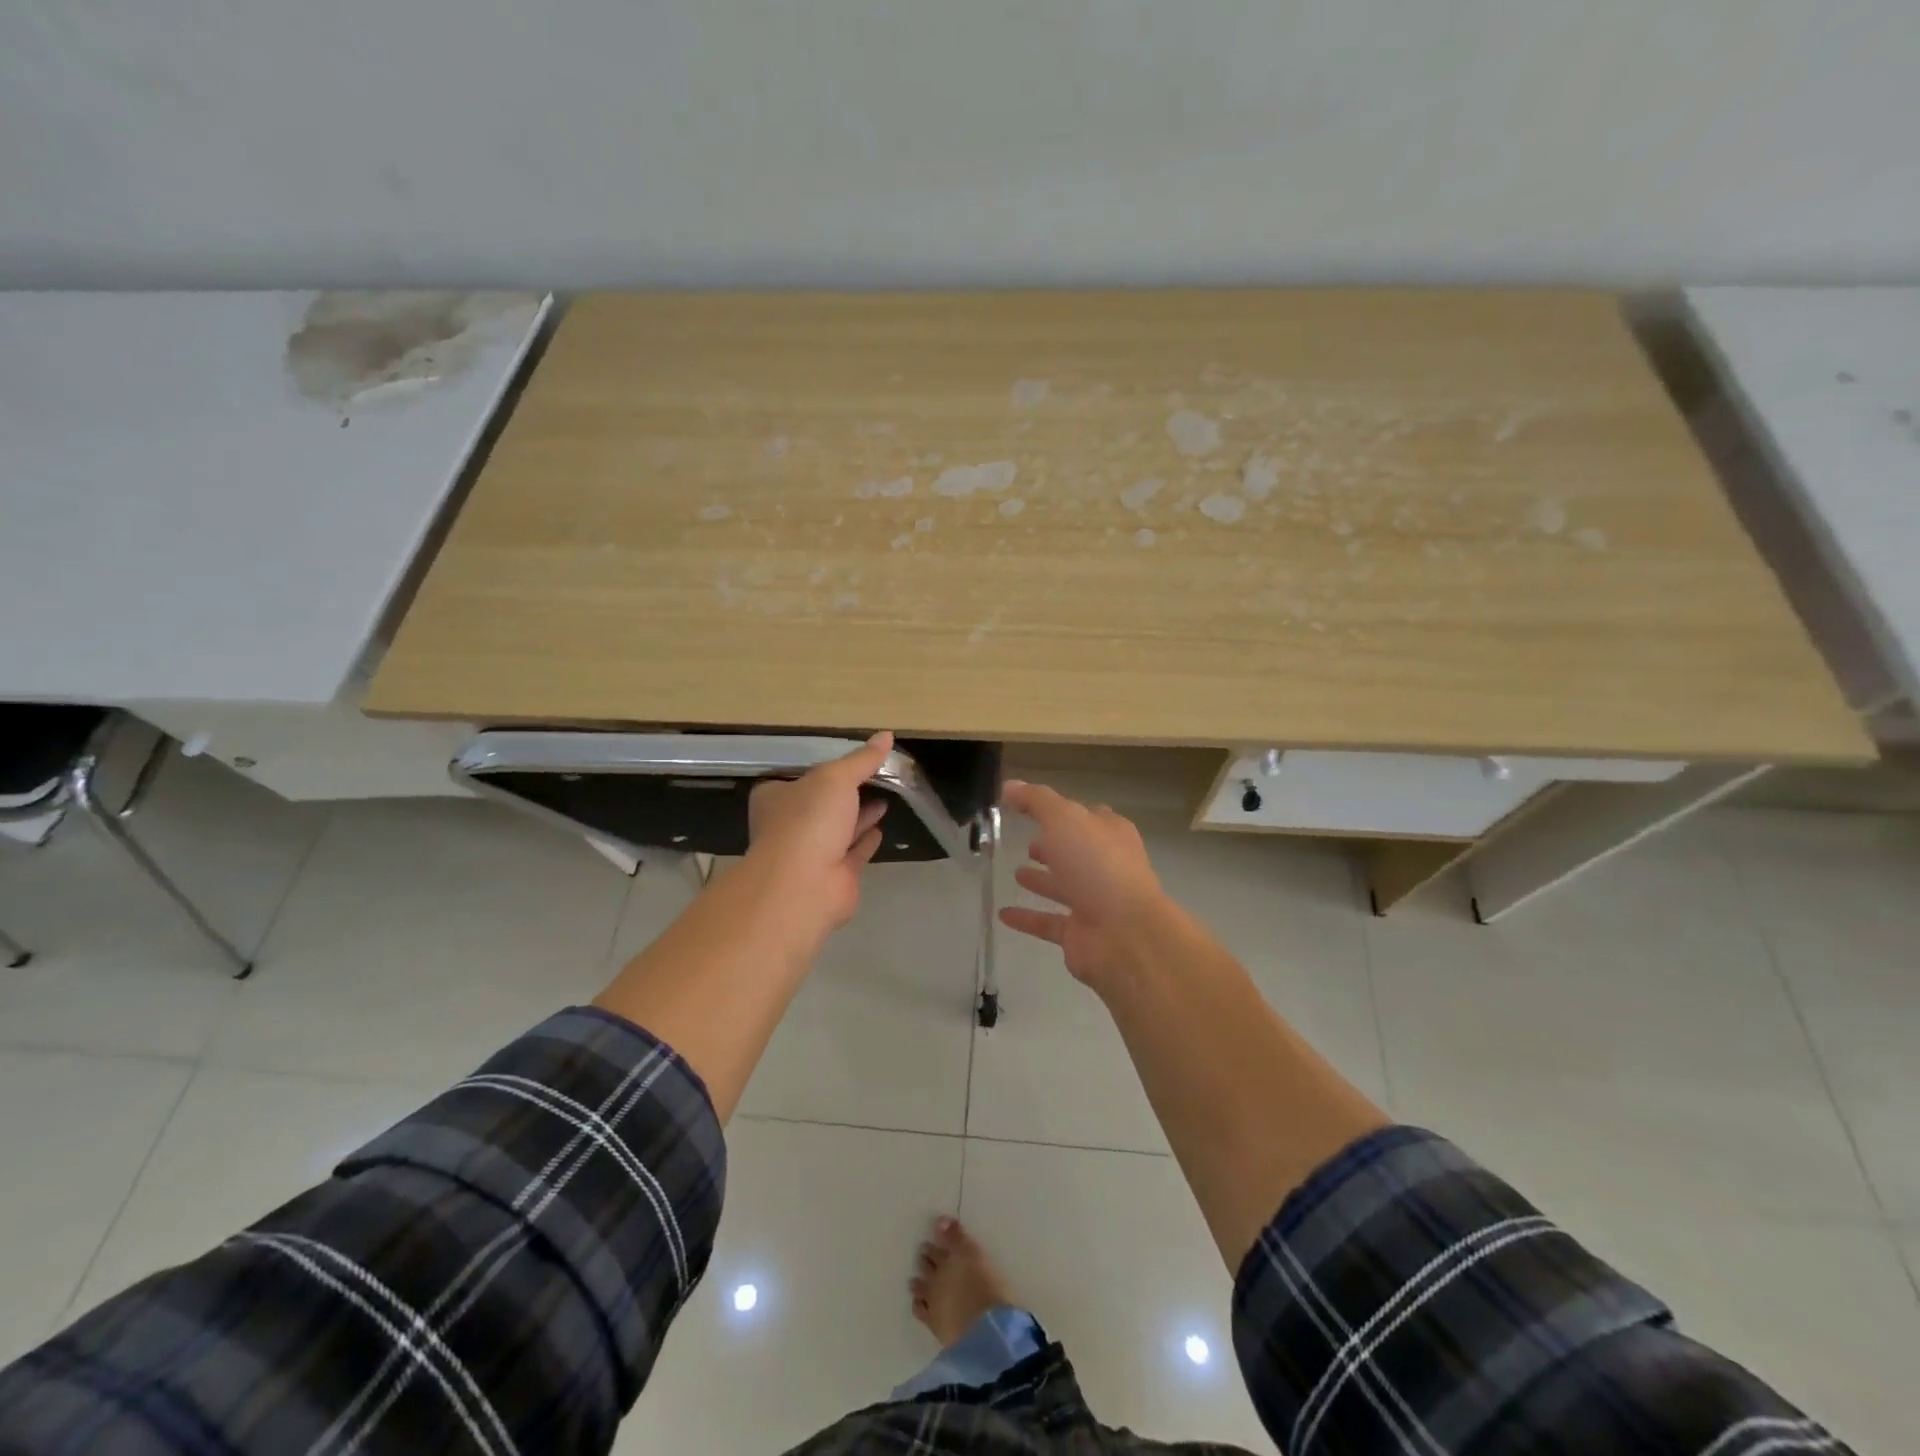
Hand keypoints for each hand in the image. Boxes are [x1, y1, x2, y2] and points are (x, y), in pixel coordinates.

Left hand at [742, 731, 893, 940]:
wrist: (805, 885)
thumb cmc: (809, 820)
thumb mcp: (836, 778)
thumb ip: (862, 759)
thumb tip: (886, 735)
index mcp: (777, 797)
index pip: (797, 776)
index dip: (821, 767)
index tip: (847, 758)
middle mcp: (791, 824)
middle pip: (821, 802)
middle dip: (845, 792)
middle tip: (875, 775)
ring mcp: (812, 852)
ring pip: (839, 828)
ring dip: (860, 814)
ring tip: (885, 796)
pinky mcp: (835, 875)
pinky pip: (854, 851)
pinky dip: (866, 840)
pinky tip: (881, 827)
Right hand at [998, 780, 1172, 992]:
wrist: (1125, 935)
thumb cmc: (1097, 866)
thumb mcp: (1064, 819)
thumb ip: (1036, 801)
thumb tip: (1009, 786)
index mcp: (1110, 834)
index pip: (1086, 816)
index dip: (1062, 811)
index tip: (1031, 809)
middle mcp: (1106, 865)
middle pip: (1076, 851)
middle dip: (1053, 847)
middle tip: (1026, 844)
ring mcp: (1095, 901)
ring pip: (1064, 887)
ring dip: (1042, 880)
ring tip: (1015, 873)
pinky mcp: (1081, 933)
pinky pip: (1048, 922)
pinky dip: (1027, 918)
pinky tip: (1003, 914)